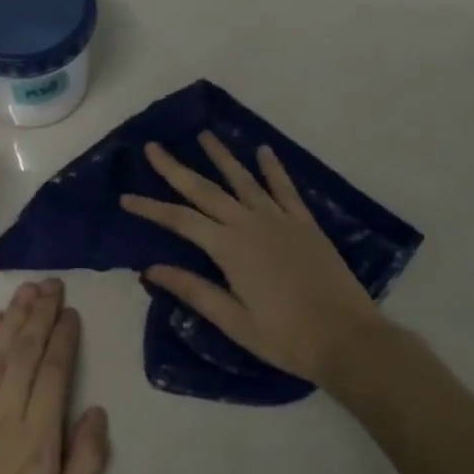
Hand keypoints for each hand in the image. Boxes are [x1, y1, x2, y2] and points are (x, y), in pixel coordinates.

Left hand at [0, 278, 111, 473]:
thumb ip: (86, 461)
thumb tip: (96, 410)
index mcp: (38, 439)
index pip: (54, 372)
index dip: (63, 337)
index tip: (70, 310)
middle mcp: (5, 417)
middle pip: (25, 353)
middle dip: (40, 315)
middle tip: (51, 283)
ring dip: (12, 319)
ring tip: (26, 290)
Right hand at [120, 133, 384, 388]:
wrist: (348, 339)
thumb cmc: (286, 338)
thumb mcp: (234, 322)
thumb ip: (194, 291)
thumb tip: (150, 269)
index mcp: (229, 249)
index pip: (180, 220)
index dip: (151, 208)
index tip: (125, 197)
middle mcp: (251, 225)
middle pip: (206, 191)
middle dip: (176, 168)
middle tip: (153, 146)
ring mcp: (281, 221)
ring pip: (244, 181)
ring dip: (222, 157)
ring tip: (204, 134)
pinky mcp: (305, 225)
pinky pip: (285, 189)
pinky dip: (273, 169)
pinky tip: (264, 151)